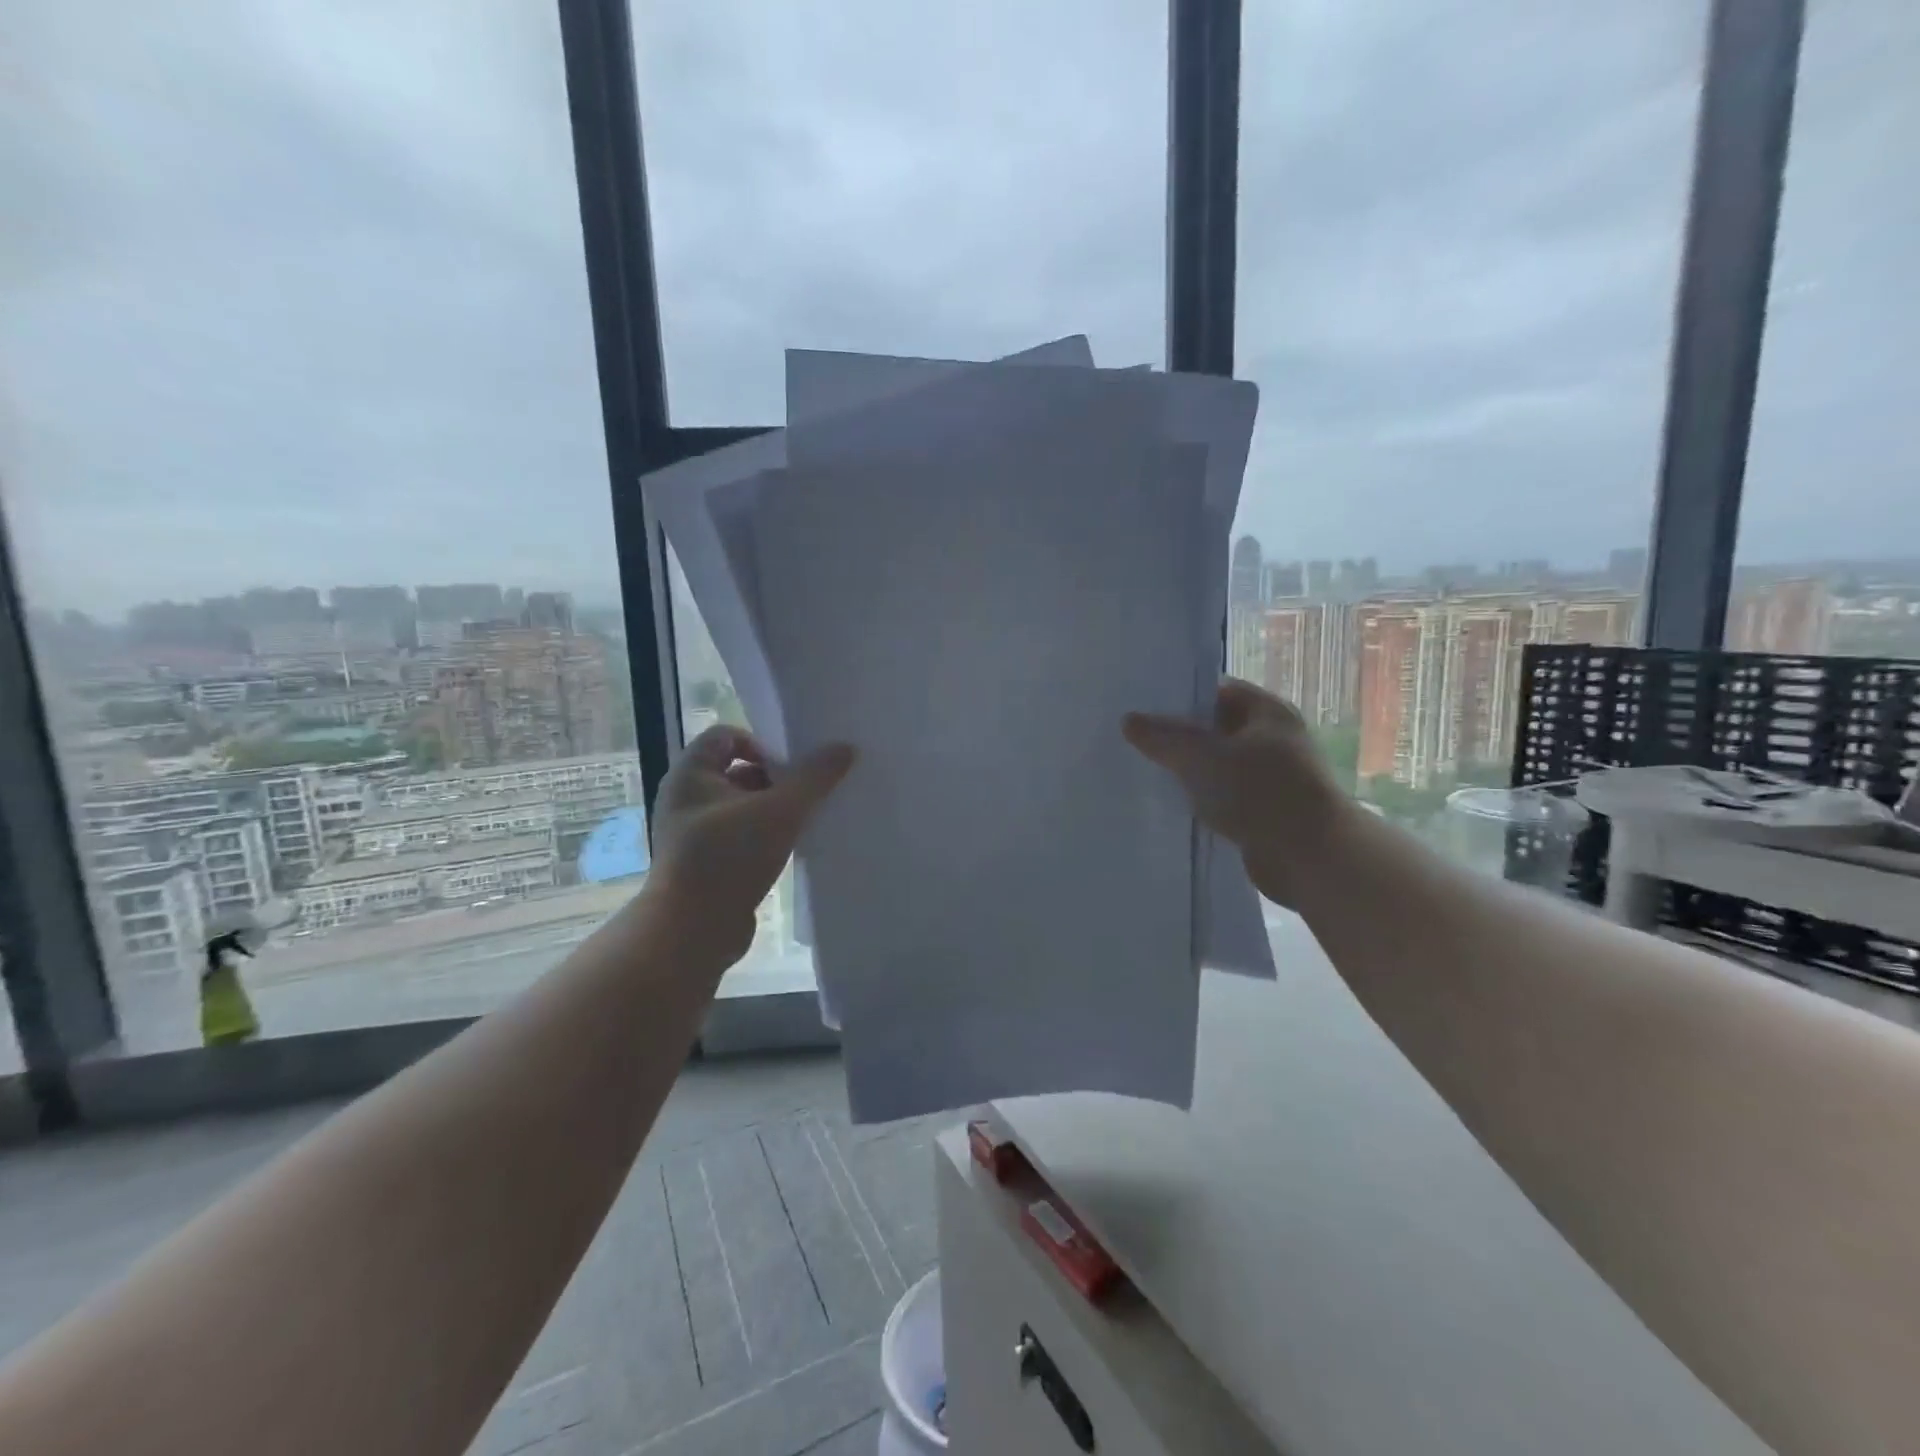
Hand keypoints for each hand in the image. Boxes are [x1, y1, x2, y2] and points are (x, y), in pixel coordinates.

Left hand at [647, 726, 854, 964]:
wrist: (692, 932)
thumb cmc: (729, 858)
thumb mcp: (781, 811)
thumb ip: (815, 777)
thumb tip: (845, 747)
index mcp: (691, 774)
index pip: (727, 735)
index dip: (762, 743)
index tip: (792, 767)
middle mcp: (686, 797)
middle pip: (738, 770)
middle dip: (776, 779)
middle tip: (808, 793)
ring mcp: (694, 832)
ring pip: (743, 805)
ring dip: (774, 809)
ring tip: (806, 821)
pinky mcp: (705, 862)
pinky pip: (741, 835)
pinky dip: (765, 836)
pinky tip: (791, 848)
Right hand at [1123, 678, 1348, 906]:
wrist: (1312, 858)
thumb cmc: (1261, 793)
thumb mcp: (1203, 758)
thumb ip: (1164, 738)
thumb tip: (1129, 720)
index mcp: (1268, 712)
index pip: (1217, 690)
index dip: (1180, 696)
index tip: (1142, 705)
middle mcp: (1273, 738)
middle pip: (1216, 728)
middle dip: (1179, 735)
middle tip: (1134, 739)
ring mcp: (1271, 776)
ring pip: (1218, 764)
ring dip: (1188, 770)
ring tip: (1144, 770)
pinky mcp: (1264, 810)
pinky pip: (1224, 795)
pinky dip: (1201, 797)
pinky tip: (1170, 803)